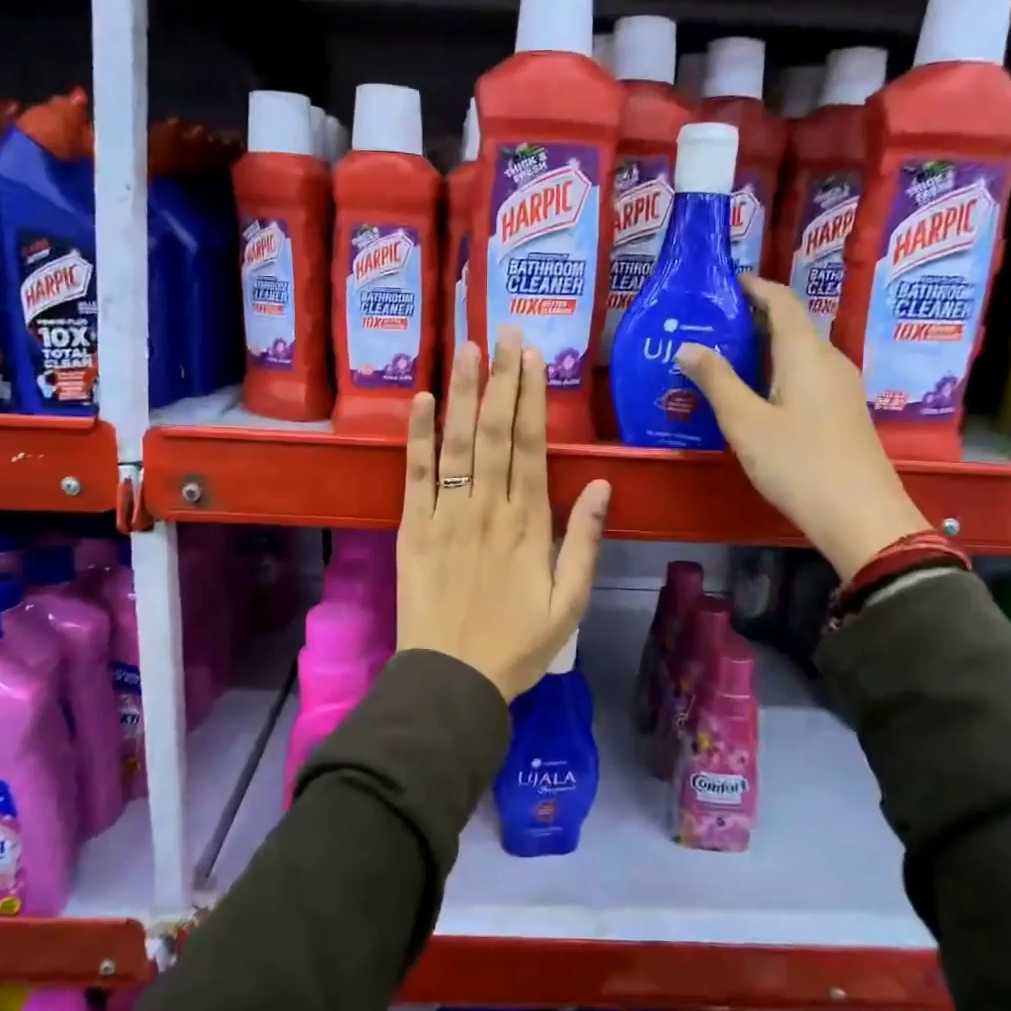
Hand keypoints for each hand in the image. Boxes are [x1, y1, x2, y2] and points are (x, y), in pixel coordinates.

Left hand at [397, 330, 613, 699]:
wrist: (451, 680)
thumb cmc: (516, 645)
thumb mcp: (568, 603)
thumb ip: (584, 542)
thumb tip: (599, 484)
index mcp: (527, 524)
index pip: (530, 447)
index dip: (532, 398)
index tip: (533, 357)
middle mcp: (486, 508)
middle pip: (494, 432)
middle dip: (501, 378)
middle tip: (504, 331)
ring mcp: (444, 515)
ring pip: (456, 443)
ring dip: (462, 392)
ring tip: (467, 348)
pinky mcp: (410, 529)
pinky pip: (414, 475)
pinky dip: (417, 436)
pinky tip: (422, 399)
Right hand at [675, 275, 927, 577]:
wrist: (861, 516)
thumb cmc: (798, 463)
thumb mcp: (746, 423)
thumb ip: (716, 381)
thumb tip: (688, 346)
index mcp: (805, 353)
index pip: (783, 301)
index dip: (756, 286)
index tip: (727, 282)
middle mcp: (829, 360)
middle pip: (792, 324)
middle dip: (754, 317)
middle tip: (713, 324)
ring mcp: (841, 387)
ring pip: (800, 352)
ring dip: (765, 347)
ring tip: (726, 357)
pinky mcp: (843, 411)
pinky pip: (807, 375)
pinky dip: (778, 371)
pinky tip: (756, 394)